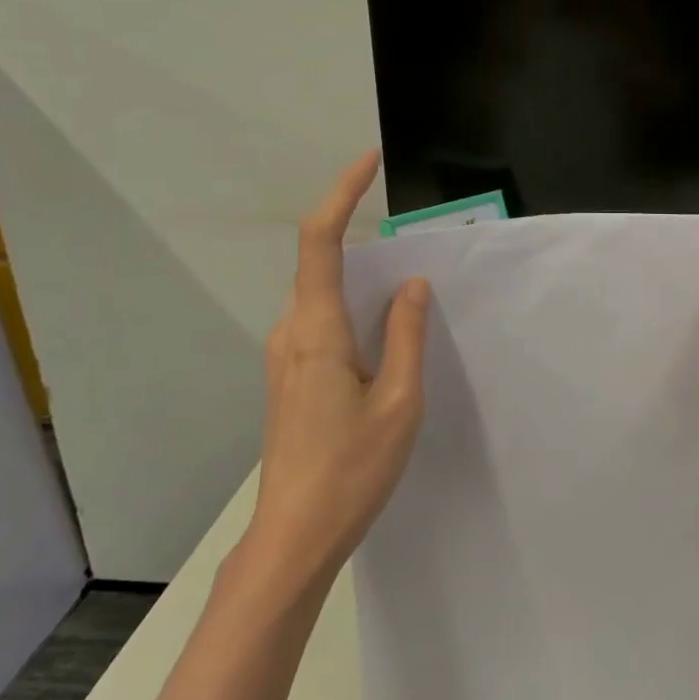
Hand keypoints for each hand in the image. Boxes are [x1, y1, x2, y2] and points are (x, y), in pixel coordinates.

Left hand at [244, 150, 430, 596]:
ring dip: (361, 281)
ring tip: (409, 295)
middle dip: (363, 240)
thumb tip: (412, 284)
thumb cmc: (351, 470)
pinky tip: (385, 336)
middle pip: (322, 264)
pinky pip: (322, 322)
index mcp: (317, 331)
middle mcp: (291, 332)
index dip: (342, 193)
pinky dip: (354, 311)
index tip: (369, 163)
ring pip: (323, 296)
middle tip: (415, 245)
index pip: (320, 241)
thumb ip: (406, 335)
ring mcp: (284, 356)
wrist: (294, 536)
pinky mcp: (289, 376)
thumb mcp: (399, 401)